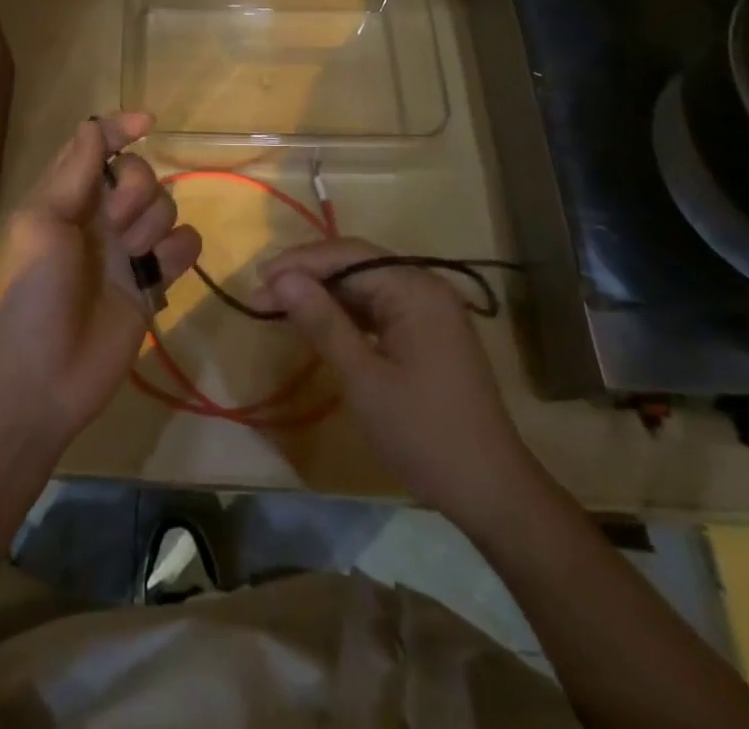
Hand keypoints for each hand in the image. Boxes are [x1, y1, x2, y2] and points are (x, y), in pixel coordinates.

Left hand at [0, 113, 200, 445]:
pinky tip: (157, 272)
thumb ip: (73, 171)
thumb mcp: (42, 221)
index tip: (147, 124)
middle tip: (115, 222)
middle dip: (137, 189)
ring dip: (154, 224)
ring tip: (131, 258)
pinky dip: (178, 251)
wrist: (42, 377)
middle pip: (141, 174)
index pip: (97, 147)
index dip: (120, 129)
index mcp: (67, 197)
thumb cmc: (32, 291)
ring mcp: (128, 251)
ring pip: (166, 207)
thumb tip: (93, 123)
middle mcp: (100, 217)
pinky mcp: (151, 283)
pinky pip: (184, 246)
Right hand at [258, 239, 540, 529]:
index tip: (256, 283)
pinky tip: (317, 322)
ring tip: (279, 304)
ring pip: (365, 284)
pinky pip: (378, 307)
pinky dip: (345, 312)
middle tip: (261, 293)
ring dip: (323, 293)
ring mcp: (429, 310)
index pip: (347, 256)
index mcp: (415, 288)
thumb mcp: (363, 379)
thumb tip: (280, 278)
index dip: (298, 265)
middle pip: (356, 264)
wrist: (492, 493)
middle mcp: (424, 287)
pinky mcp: (427, 332)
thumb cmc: (424, 435)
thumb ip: (322, 322)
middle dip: (308, 275)